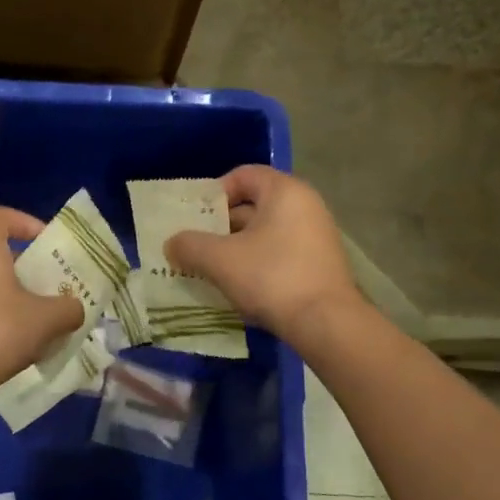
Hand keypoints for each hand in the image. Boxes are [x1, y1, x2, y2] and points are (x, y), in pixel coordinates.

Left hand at [0, 206, 84, 397]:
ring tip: (31, 320)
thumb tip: (74, 309)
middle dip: (23, 267)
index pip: (0, 216)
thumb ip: (68, 309)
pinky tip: (5, 343)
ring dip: (7, 295)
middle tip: (47, 287)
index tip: (46, 244)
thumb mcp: (45, 321)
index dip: (26, 223)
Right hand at [164, 166, 363, 343]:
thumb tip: (172, 243)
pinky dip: (257, 262)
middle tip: (195, 246)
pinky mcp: (320, 263)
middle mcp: (306, 205)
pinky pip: (280, 252)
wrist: (326, 324)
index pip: (243, 175)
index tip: (195, 218)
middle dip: (221, 225)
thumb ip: (190, 245)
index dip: (214, 193)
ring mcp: (317, 235)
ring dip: (237, 247)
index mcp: (285, 191)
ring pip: (265, 232)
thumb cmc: (272, 278)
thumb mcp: (220, 260)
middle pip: (254, 204)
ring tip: (211, 269)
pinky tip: (240, 286)